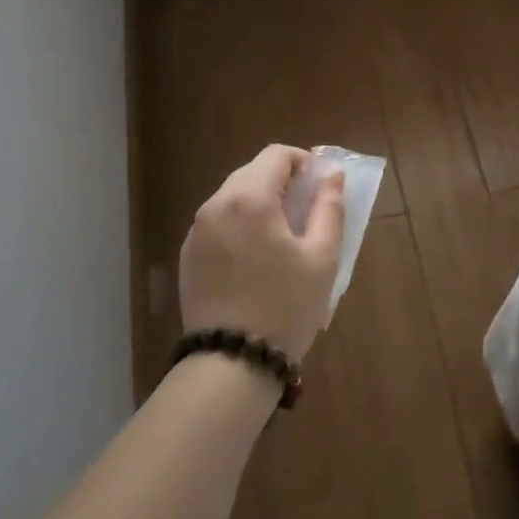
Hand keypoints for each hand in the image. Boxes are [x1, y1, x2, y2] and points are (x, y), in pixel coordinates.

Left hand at [179, 145, 345, 362]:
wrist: (231, 363)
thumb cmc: (285, 306)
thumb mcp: (322, 257)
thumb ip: (329, 208)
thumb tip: (331, 176)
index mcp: (249, 199)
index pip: (276, 155)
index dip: (303, 162)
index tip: (320, 187)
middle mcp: (216, 205)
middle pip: (252, 172)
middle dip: (282, 182)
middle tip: (307, 212)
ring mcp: (196, 231)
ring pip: (233, 197)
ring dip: (260, 203)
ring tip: (283, 238)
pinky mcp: (188, 256)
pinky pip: (218, 223)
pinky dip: (240, 225)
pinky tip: (256, 259)